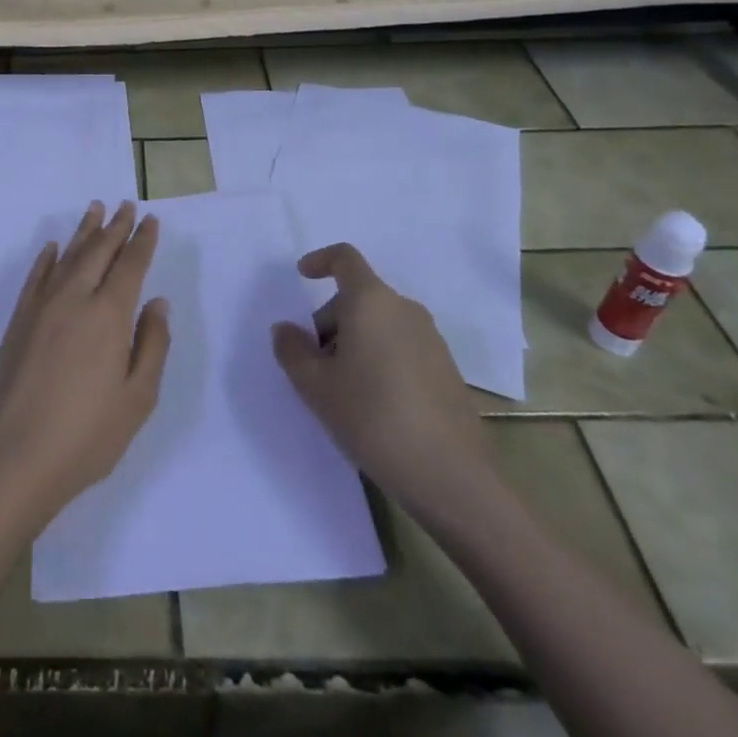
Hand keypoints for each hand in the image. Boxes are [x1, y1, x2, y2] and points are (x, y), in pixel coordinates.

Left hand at [0, 202, 170, 526]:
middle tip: (126, 205)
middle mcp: (75, 298)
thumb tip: (158, 303)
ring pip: (68, 255)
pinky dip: (47, 257)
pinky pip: (36, 276)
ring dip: (84, 231)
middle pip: (98, 251)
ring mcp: (42, 306)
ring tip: (95, 208)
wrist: (16, 455)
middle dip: (115, 226)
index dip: (142, 241)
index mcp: (109, 314)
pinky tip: (54, 246)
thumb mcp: (138, 398)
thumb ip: (152, 345)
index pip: (130, 265)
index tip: (151, 220)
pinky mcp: (19, 319)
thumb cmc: (88, 434)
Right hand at [272, 243, 493, 520]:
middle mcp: (405, 310)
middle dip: (330, 322)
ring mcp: (432, 340)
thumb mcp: (314, 386)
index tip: (302, 276)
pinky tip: (375, 405)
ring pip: (380, 324)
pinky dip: (380, 360)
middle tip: (315, 365)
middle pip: (358, 298)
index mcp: (371, 302)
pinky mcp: (447, 370)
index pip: (345, 259)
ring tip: (343, 390)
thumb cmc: (372, 417)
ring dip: (355, 343)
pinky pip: (402, 347)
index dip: (320, 261)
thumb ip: (292, 350)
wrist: (451, 477)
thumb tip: (286, 330)